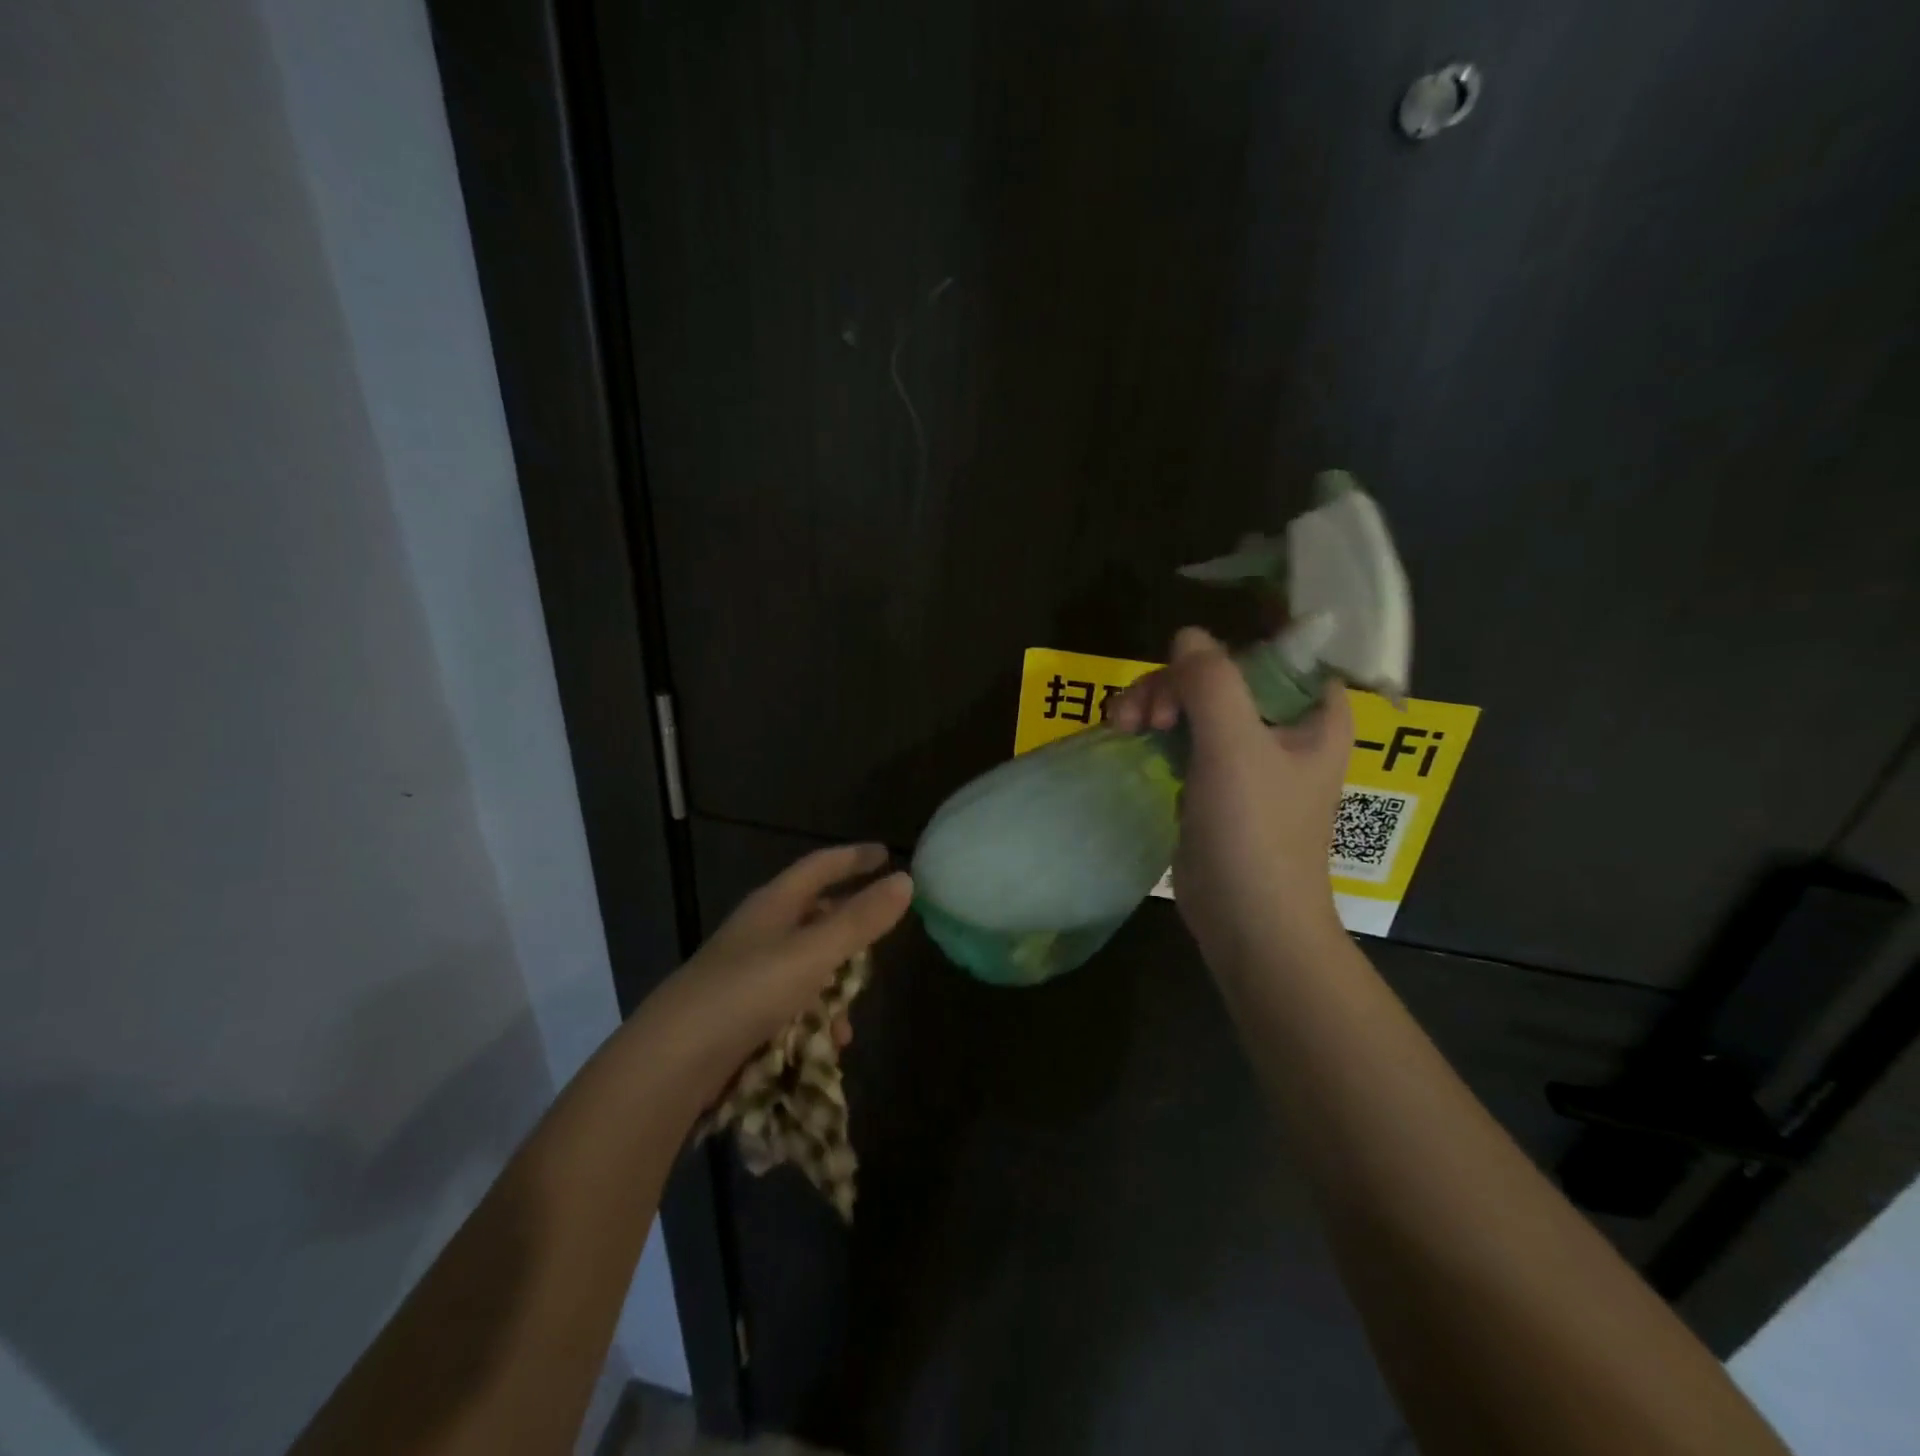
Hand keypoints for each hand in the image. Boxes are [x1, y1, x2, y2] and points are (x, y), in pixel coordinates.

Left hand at [642, 845, 912, 1100]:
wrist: (671, 1062)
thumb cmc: (748, 992)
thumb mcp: (813, 953)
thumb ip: (860, 919)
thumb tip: (906, 880)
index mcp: (774, 904)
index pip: (820, 866)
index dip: (854, 858)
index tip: (886, 854)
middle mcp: (759, 931)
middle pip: (813, 915)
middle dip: (848, 929)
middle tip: (878, 943)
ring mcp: (746, 972)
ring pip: (805, 965)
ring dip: (833, 987)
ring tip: (850, 1021)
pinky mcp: (739, 1012)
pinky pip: (791, 1003)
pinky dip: (813, 1018)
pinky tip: (825, 1047)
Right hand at [1111, 627, 1349, 971]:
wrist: (1248, 922)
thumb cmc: (1257, 833)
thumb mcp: (1235, 749)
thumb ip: (1212, 683)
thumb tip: (1186, 637)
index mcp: (1315, 712)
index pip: (1274, 650)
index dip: (1226, 649)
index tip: (1185, 673)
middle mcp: (1284, 727)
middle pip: (1223, 674)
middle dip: (1175, 683)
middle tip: (1145, 714)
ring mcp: (1246, 756)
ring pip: (1196, 702)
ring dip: (1156, 703)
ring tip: (1126, 726)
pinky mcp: (1214, 781)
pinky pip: (1182, 735)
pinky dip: (1155, 730)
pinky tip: (1129, 737)